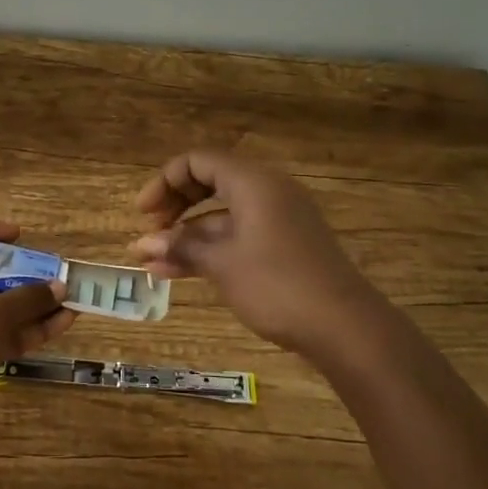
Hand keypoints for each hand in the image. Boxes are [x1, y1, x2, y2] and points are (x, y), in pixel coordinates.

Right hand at [131, 150, 381, 365]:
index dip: (164, 182)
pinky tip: (179, 273)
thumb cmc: (277, 284)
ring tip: (151, 262)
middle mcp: (266, 190)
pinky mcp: (284, 245)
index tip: (143, 213)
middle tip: (149, 231)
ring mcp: (278, 219)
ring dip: (187, 235)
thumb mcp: (222, 263)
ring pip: (221, 214)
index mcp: (252, 181)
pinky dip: (210, 248)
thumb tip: (143, 244)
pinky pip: (238, 234)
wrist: (344, 326)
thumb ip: (181, 246)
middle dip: (174, 206)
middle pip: (209, 182)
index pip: (198, 162)